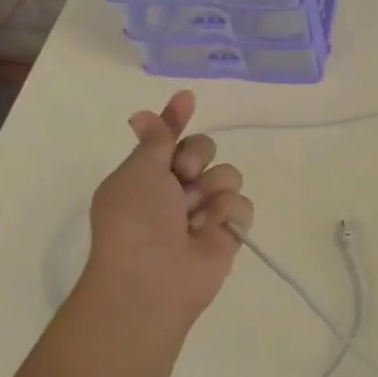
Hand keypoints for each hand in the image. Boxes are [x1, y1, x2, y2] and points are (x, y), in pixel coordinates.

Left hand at [80, 90, 253, 329]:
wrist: (153, 278)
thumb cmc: (136, 220)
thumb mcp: (138, 171)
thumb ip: (155, 139)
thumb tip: (142, 113)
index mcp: (147, 174)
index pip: (167, 137)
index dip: (176, 118)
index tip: (187, 97)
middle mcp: (176, 189)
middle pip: (205, 150)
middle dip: (197, 156)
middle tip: (184, 174)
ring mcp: (204, 211)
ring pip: (227, 175)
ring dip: (212, 188)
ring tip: (195, 214)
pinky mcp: (228, 231)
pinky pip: (242, 204)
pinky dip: (226, 214)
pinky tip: (209, 231)